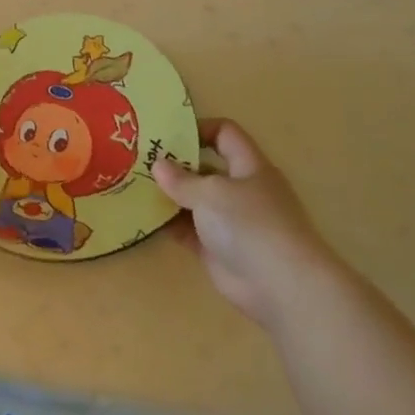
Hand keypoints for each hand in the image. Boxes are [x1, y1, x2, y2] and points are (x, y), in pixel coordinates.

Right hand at [153, 119, 345, 331]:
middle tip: (139, 161)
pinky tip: (143, 218)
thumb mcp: (210, 193)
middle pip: (205, 168)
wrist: (281, 286)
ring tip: (134, 187)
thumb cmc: (250, 224)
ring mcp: (230, 222)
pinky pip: (188, 230)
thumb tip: (158, 165)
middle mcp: (241, 191)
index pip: (225, 134)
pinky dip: (169, 224)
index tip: (166, 133)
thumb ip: (181, 179)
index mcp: (249, 168)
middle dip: (175, 164)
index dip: (198, 128)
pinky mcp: (218, 249)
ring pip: (194, 200)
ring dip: (168, 196)